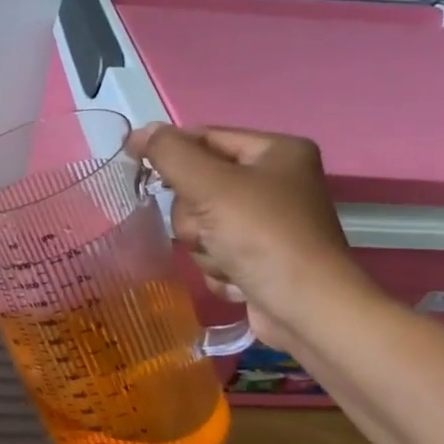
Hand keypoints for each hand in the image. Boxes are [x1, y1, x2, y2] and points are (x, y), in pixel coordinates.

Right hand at [127, 124, 367, 350]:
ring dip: (204, 246)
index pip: (205, 138)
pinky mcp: (260, 259)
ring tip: (227, 260)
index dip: (170, 151)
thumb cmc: (263, 237)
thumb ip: (170, 153)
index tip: (135, 166)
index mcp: (276, 152)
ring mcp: (268, 224)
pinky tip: (237, 279)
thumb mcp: (210, 185)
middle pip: (199, 186)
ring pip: (202, 223)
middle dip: (195, 215)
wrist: (307, 311)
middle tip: (208, 229)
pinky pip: (216, 252)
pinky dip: (219, 268)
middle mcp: (275, 183)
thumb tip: (139, 132)